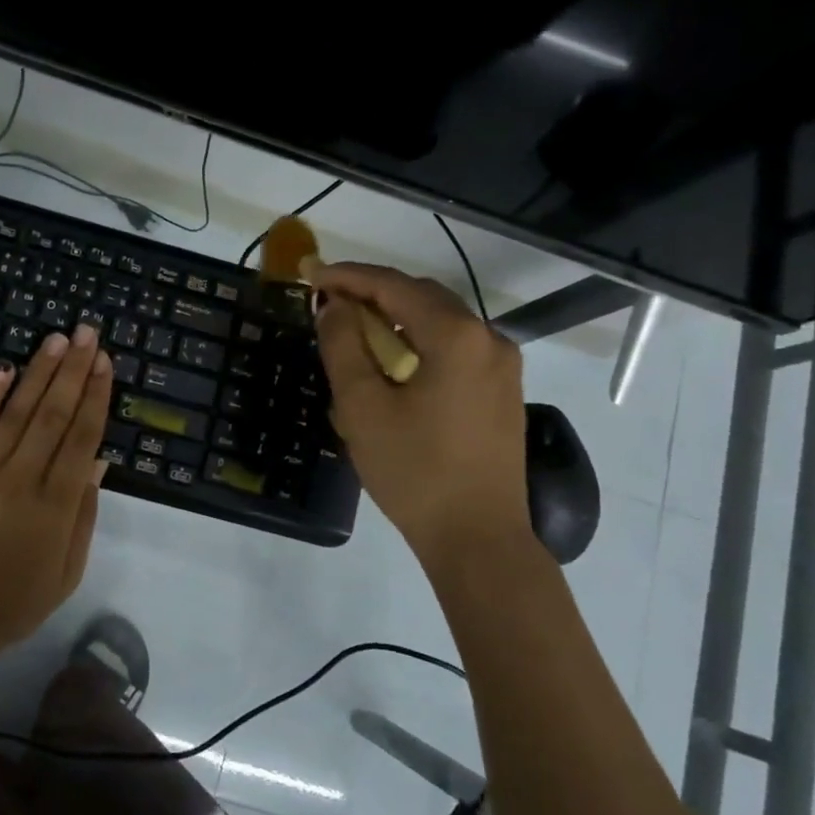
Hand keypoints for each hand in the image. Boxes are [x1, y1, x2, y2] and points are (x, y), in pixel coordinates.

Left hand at [0, 324, 112, 658]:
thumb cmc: (12, 604)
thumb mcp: (66, 572)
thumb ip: (83, 515)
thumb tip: (97, 461)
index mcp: (56, 506)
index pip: (82, 437)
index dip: (96, 396)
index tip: (105, 362)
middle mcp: (22, 479)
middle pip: (53, 414)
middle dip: (74, 370)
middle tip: (88, 333)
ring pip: (17, 412)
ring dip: (39, 373)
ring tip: (57, 339)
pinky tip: (4, 368)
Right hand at [312, 263, 531, 567]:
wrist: (478, 538)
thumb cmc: (414, 472)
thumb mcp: (363, 407)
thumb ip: (343, 346)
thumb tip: (334, 306)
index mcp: (456, 336)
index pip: (394, 285)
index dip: (348, 276)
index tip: (311, 277)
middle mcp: (488, 338)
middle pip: (422, 296)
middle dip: (372, 293)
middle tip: (329, 304)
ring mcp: (502, 365)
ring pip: (441, 321)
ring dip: (396, 317)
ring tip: (354, 332)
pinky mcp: (502, 391)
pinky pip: (455, 347)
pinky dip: (419, 342)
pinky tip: (393, 363)